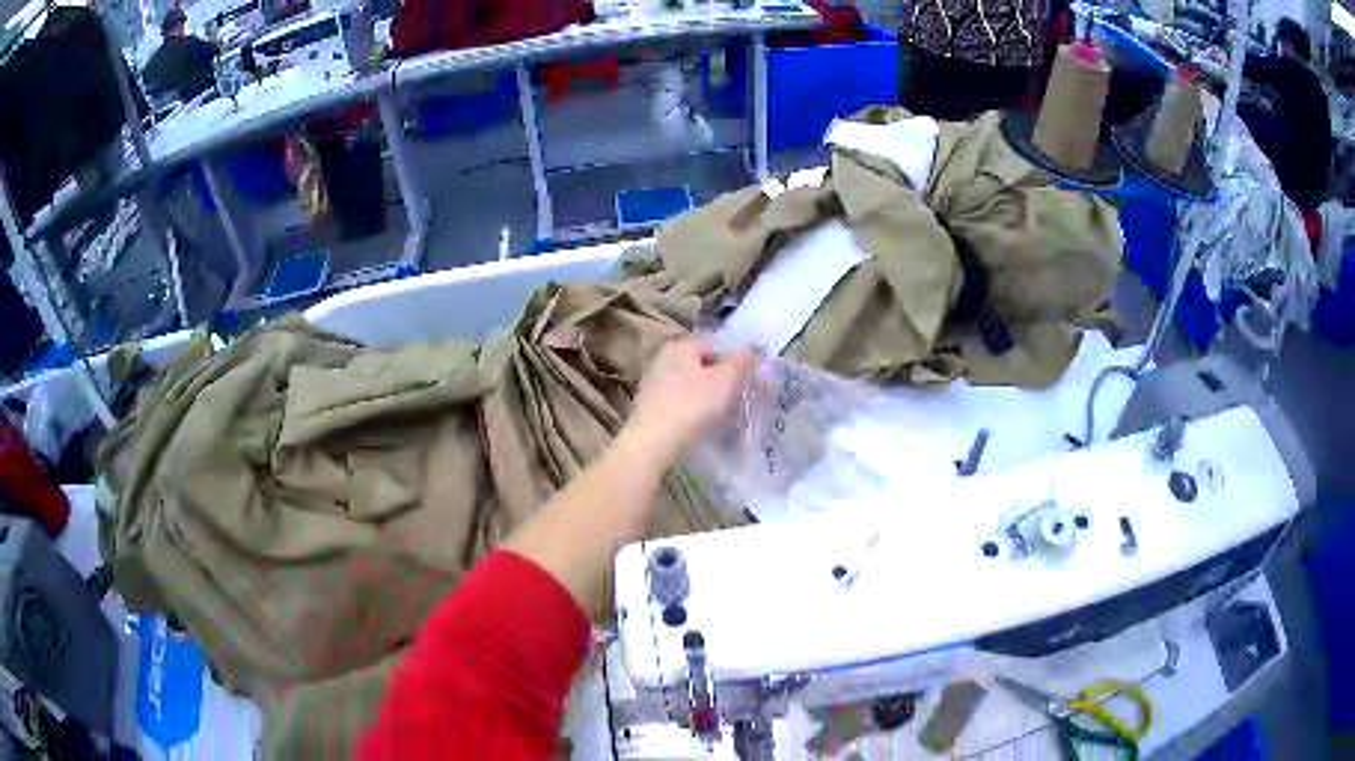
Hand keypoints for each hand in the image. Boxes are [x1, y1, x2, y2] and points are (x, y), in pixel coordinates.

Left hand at [626, 339, 756, 460]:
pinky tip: (696, 423)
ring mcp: (652, 381)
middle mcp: (663, 357)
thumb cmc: (692, 404)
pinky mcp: (647, 405)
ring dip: (703, 395)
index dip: (733, 361)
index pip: (715, 345)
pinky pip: (676, 401)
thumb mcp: (725, 380)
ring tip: (717, 414)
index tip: (744, 381)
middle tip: (734, 398)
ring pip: (688, 384)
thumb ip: (739, 361)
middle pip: (700, 365)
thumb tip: (749, 348)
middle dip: (718, 379)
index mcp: (681, 345)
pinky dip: (688, 409)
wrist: (652, 440)